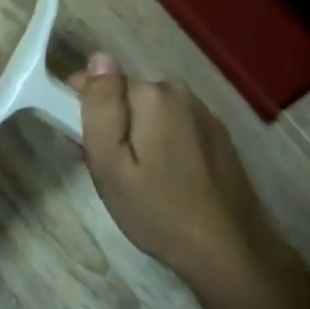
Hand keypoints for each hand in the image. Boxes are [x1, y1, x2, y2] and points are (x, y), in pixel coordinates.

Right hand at [73, 56, 273, 288]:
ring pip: (152, 113)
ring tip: (134, 180)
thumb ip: (101, 107)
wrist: (230, 252)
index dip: (85, 108)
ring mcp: (203, 113)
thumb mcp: (111, 164)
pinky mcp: (217, 136)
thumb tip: (99, 57)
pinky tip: (163, 180)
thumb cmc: (159, 210)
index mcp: (152, 94)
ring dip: (138, 135)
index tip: (80, 143)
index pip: (103, 81)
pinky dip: (162, 144)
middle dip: (113, 124)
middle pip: (129, 97)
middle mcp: (180, 92)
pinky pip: (175, 127)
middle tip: (107, 170)